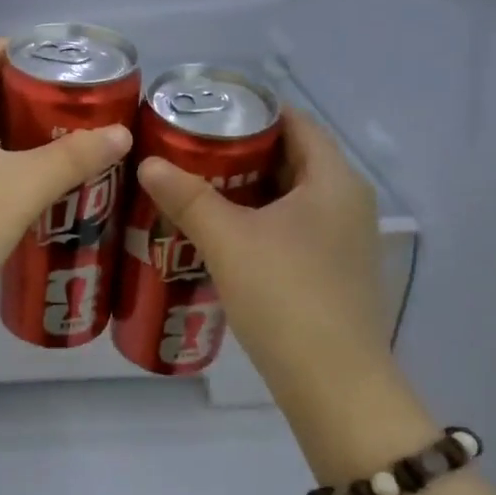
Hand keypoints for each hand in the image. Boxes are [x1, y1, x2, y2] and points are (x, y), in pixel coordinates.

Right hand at [136, 112, 422, 475]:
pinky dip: (257, 221)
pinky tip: (219, 234)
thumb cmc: (286, 296)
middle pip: (291, 158)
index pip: (295, 121)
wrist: (333, 384)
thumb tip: (149, 162)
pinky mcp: (331, 271)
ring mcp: (343, 239)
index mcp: (334, 179)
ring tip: (193, 187)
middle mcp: (347, 201)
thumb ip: (188, 197)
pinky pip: (291, 228)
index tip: (204, 112)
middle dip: (240, 151)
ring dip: (245, 190)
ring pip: (289, 197)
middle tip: (187, 150)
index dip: (251, 110)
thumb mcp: (229, 241)